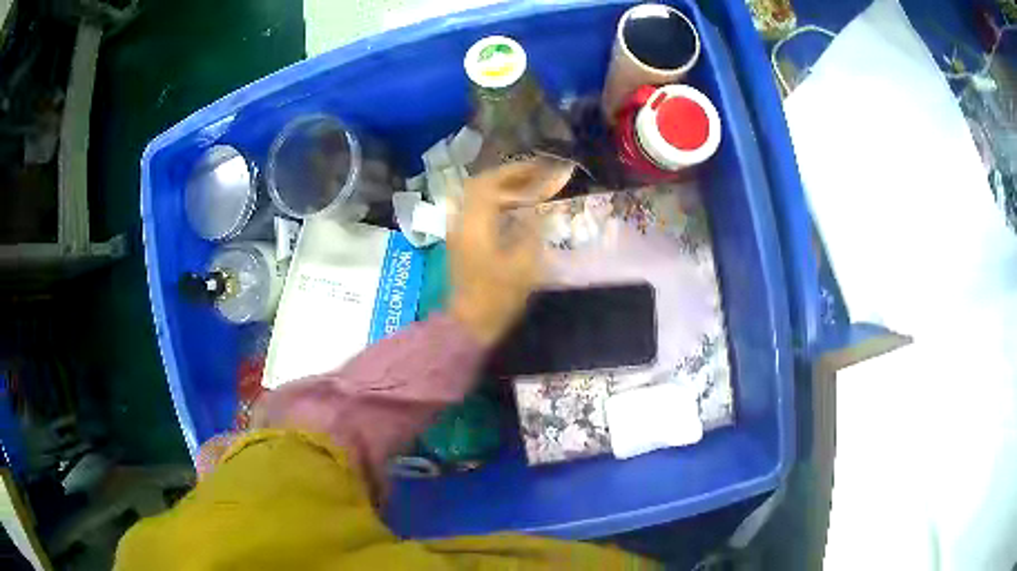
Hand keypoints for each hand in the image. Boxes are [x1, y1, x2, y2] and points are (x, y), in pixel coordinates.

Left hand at [448, 161, 563, 344]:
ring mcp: (457, 230)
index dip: (516, 172)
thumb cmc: (498, 296)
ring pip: (476, 196)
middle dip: (508, 176)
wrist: (469, 323)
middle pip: (480, 184)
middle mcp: (461, 220)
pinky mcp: (460, 240)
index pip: (491, 183)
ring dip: (500, 187)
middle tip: (534, 175)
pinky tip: (512, 207)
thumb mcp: (523, 264)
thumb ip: (530, 230)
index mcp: (475, 223)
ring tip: (527, 188)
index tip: (539, 168)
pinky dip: (494, 201)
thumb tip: (536, 209)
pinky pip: (475, 208)